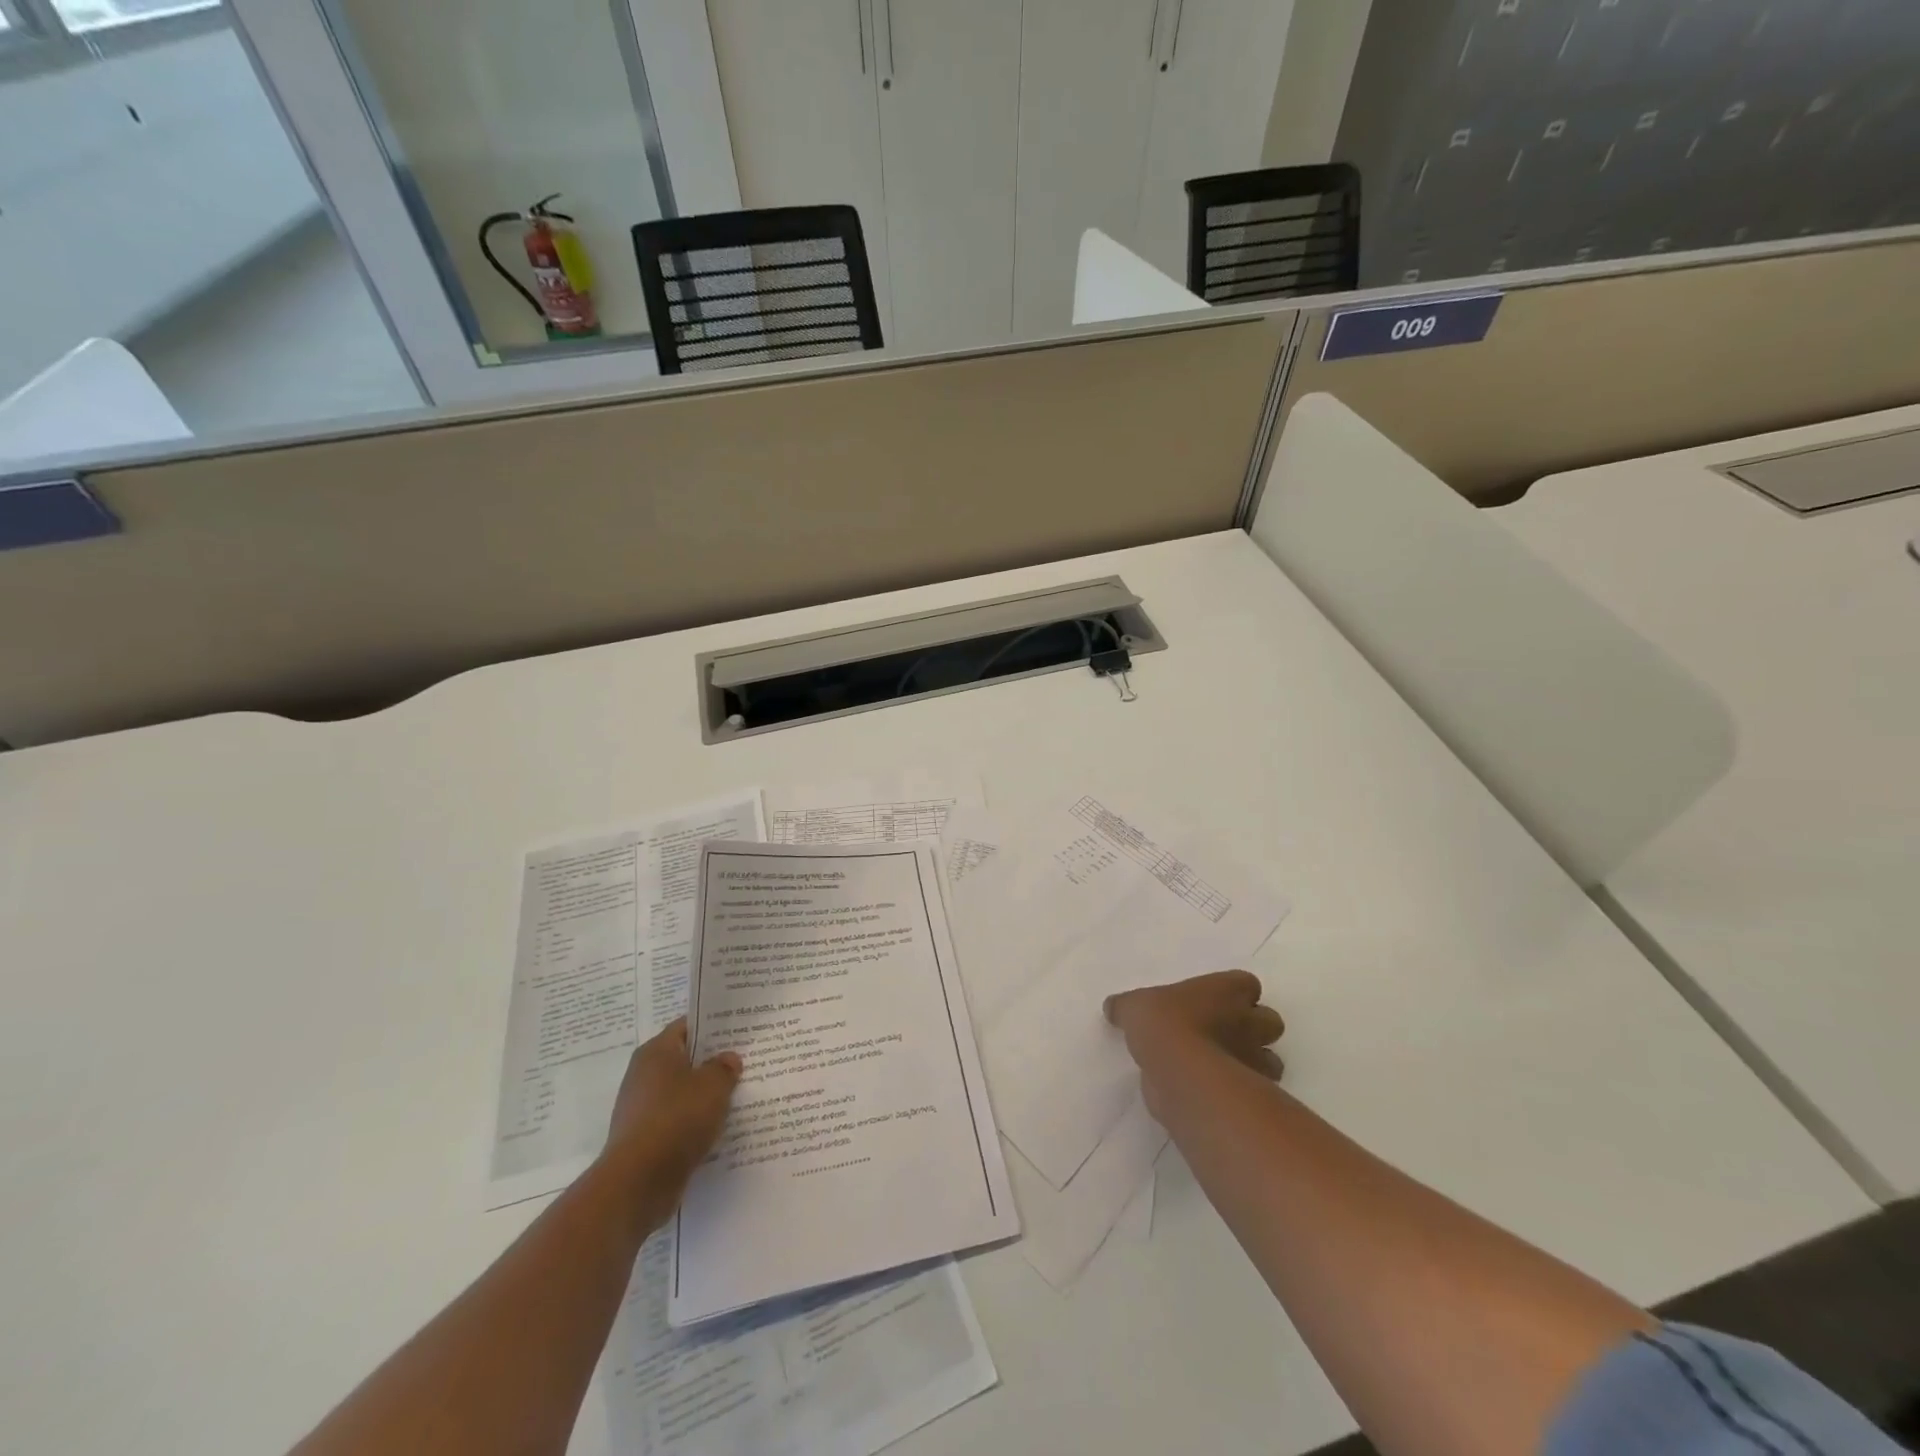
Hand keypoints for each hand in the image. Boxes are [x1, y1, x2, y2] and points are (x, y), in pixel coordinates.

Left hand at [600, 1018, 741, 1233]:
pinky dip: (694, 1122)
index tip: (738, 1031)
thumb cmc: (677, 1119)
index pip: (687, 1026)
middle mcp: (643, 1075)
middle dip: (712, 1062)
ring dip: (704, 1095)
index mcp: (656, 1052)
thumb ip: (724, 1068)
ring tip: (737, 1096)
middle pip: (684, 1060)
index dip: (714, 1027)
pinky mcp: (644, 1138)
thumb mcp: (713, 1086)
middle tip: (744, 1062)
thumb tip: (728, 1059)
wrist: (637, 1183)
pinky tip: (717, 1128)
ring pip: (681, 1093)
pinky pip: (676, 1120)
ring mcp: (641, 1108)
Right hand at [1105, 970, 1285, 1079]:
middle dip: (1253, 1028)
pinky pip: (1255, 1091)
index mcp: (1227, 990)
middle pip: (1269, 1021)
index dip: (1234, 992)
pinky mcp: (1252, 1093)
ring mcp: (1255, 1059)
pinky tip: (1216, 1093)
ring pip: (1271, 1060)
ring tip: (1223, 1068)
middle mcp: (1249, 1021)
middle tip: (1222, 1035)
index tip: (1213, 1002)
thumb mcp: (1134, 1007)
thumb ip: (1127, 1007)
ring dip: (1253, 1063)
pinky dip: (1242, 1092)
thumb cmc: (1163, 1024)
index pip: (1246, 983)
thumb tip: (1112, 1007)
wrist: (1181, 1072)